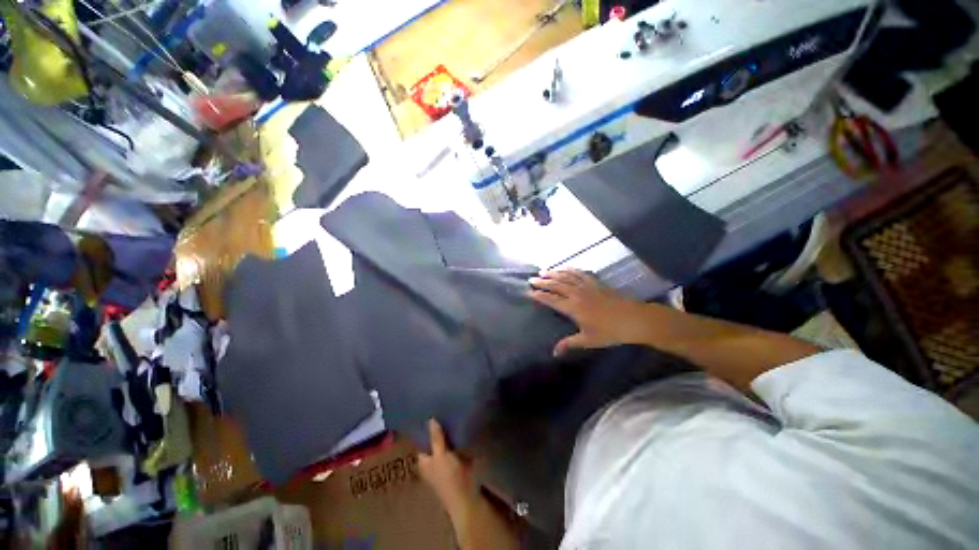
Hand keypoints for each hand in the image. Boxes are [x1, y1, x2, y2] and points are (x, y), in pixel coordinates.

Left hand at [418, 419, 476, 516]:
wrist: (466, 496)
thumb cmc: (448, 477)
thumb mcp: (440, 455)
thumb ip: (436, 438)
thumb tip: (430, 419)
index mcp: (424, 461)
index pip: (422, 441)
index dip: (425, 428)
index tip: (430, 411)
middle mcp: (433, 461)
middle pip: (435, 441)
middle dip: (439, 429)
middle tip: (443, 409)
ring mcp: (446, 462)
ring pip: (446, 443)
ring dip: (449, 433)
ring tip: (452, 412)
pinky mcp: (458, 462)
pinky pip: (456, 446)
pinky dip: (458, 438)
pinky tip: (461, 424)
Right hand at [529, 269, 649, 355]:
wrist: (634, 319)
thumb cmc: (610, 332)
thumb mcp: (588, 340)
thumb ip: (569, 344)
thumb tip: (554, 353)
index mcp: (573, 307)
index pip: (551, 299)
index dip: (539, 295)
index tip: (528, 292)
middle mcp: (577, 294)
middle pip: (556, 284)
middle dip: (542, 282)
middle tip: (531, 279)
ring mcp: (587, 286)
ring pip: (566, 276)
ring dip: (554, 273)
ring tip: (543, 271)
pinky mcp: (596, 283)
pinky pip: (580, 273)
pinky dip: (570, 269)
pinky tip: (565, 268)